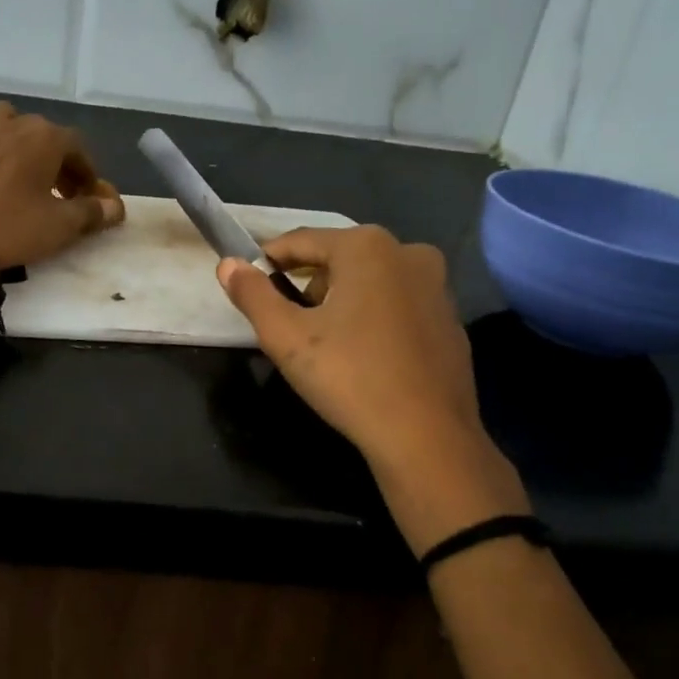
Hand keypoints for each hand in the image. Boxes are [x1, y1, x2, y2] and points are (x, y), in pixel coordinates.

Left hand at [0, 102, 124, 269]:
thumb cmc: (14, 228)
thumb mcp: (62, 226)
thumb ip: (93, 213)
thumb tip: (115, 207)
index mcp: (46, 138)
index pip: (78, 149)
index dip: (87, 174)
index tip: (87, 200)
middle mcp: (13, 125)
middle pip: (44, 134)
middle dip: (56, 159)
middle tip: (59, 193)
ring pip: (2, 118)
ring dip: (14, 135)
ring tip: (18, 164)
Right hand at [218, 225, 527, 547]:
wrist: (427, 436)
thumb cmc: (350, 378)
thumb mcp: (286, 337)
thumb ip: (252, 295)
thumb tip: (228, 265)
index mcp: (367, 247)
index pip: (301, 241)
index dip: (269, 261)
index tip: (249, 284)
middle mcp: (408, 252)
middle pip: (338, 258)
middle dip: (308, 285)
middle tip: (287, 324)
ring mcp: (437, 285)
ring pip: (371, 281)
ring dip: (341, 301)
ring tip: (324, 344)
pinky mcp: (451, 319)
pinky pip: (398, 305)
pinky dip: (374, 318)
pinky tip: (364, 357)